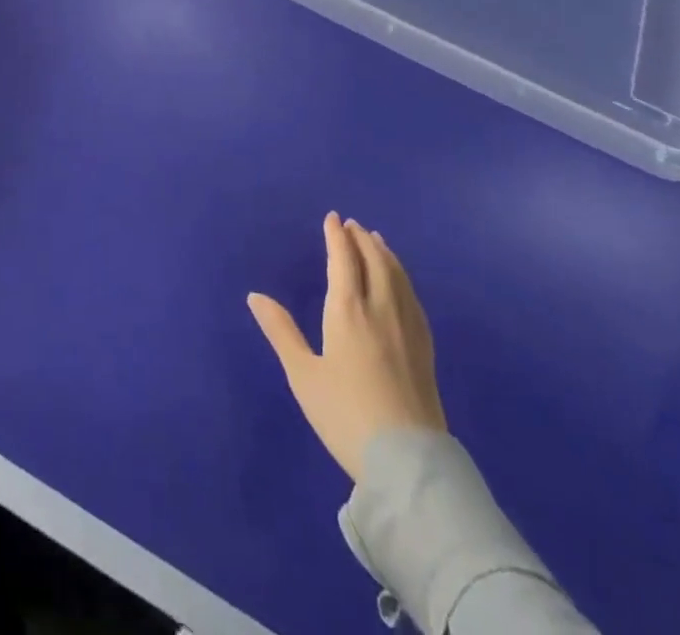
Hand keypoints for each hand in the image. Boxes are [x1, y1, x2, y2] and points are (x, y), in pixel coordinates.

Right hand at [248, 211, 444, 482]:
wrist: (406, 462)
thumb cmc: (344, 416)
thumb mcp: (303, 375)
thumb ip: (281, 331)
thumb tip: (255, 296)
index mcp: (347, 311)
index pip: (343, 260)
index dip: (337, 236)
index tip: (332, 218)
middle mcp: (380, 309)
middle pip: (374, 261)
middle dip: (362, 239)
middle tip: (353, 225)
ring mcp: (407, 327)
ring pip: (397, 276)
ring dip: (384, 253)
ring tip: (376, 241)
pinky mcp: (425, 348)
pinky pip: (413, 297)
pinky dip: (403, 276)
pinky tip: (401, 282)